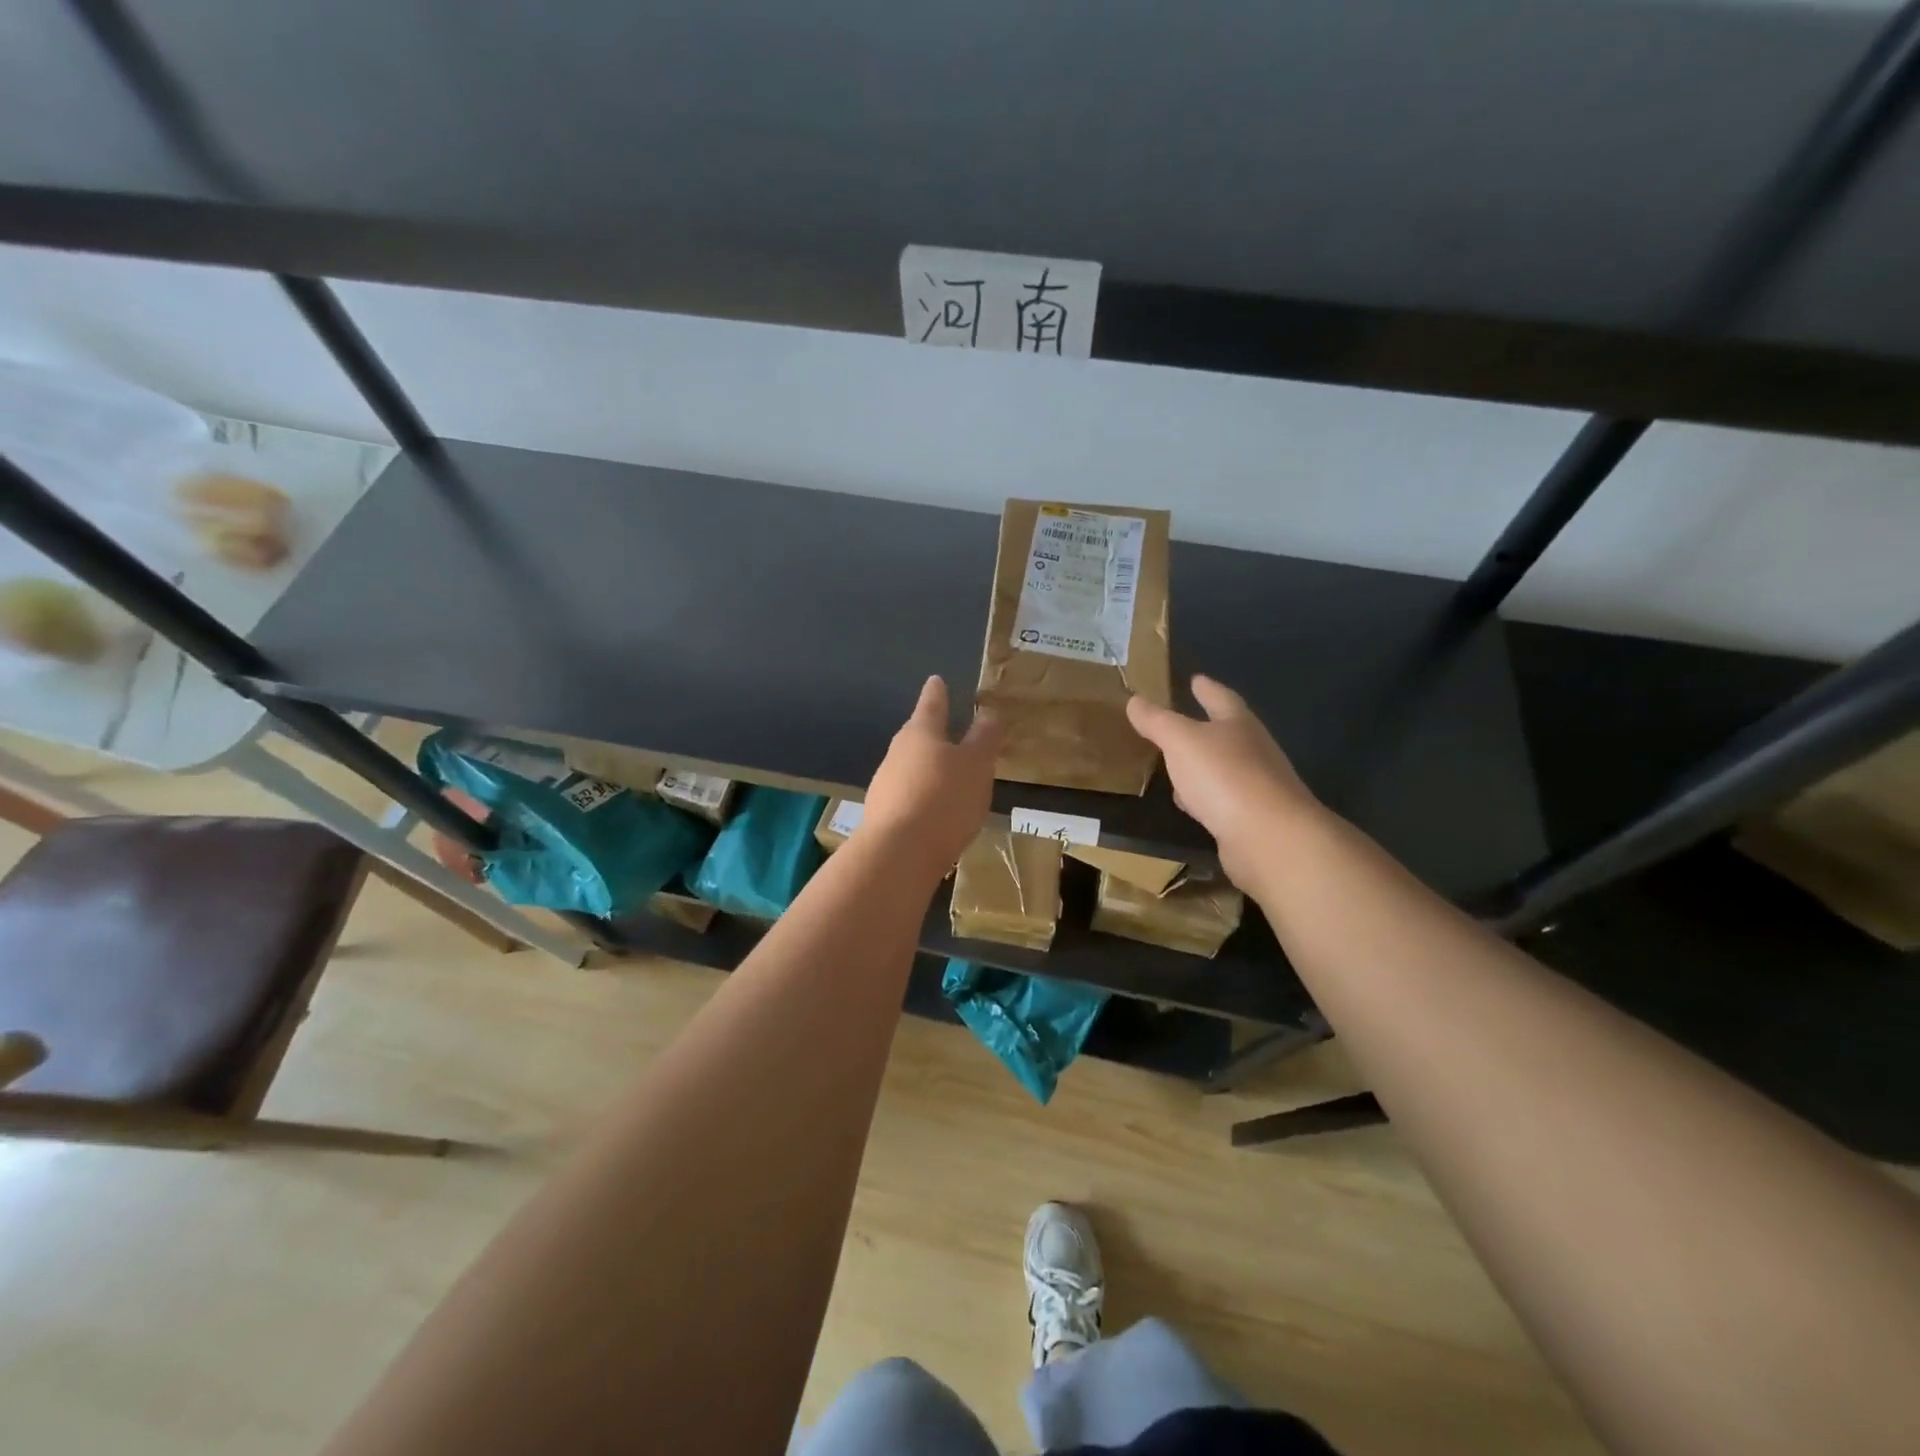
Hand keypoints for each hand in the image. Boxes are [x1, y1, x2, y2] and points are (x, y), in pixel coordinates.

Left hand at [859, 676, 1003, 878]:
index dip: (938, 693)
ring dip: (928, 770)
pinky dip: (922, 799)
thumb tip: (989, 714)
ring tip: (949, 779)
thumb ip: (984, 739)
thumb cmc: (944, 798)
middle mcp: (897, 753)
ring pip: (910, 769)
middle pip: (917, 737)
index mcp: (921, 733)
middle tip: (950, 733)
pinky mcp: (882, 816)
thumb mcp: (976, 765)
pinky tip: (935, 815)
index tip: (936, 680)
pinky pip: (908, 798)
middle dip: (933, 735)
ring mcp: (885, 785)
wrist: (899, 853)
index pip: (932, 704)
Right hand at [1126, 675, 1321, 888]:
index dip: (1207, 688)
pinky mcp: (1252, 819)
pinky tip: (1190, 804)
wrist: (1268, 836)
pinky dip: (1204, 798)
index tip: (1196, 679)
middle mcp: (1253, 751)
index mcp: (1239, 725)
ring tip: (1178, 765)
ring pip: (1223, 769)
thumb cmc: (1224, 775)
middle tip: (1182, 721)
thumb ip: (1157, 721)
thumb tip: (1134, 700)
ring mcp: (1256, 786)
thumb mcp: (1181, 741)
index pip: (1221, 698)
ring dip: (1202, 766)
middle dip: (1207, 727)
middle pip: (1228, 733)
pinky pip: (1221, 801)